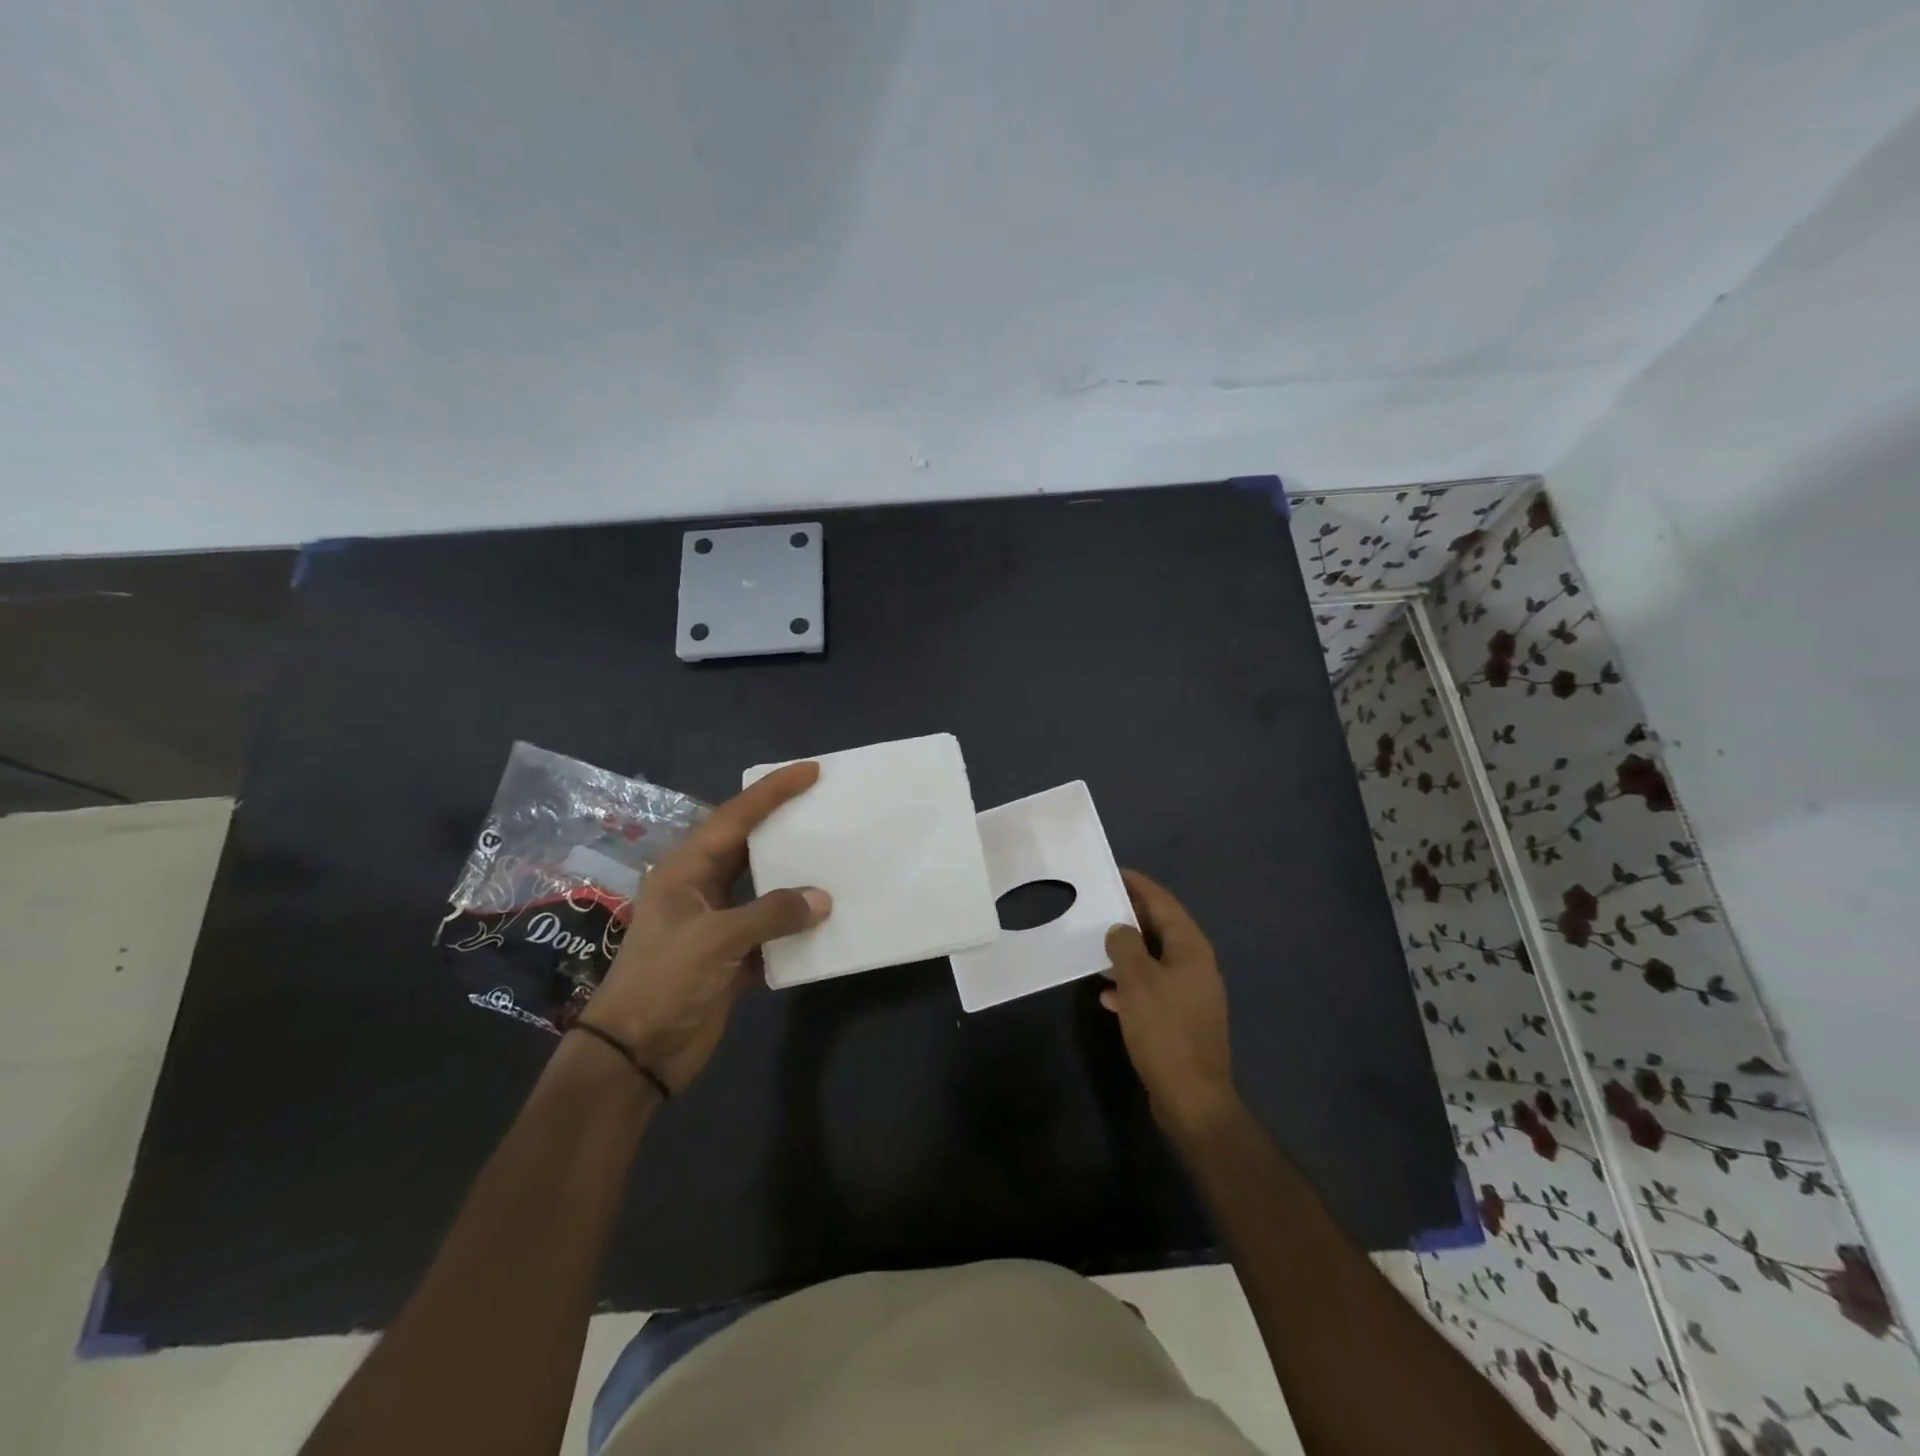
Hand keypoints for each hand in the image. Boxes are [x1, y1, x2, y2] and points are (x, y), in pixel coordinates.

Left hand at [581, 762, 830, 1092]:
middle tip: (825, 805)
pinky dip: (795, 922)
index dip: (772, 792)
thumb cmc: (664, 982)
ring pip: (762, 886)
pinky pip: (771, 928)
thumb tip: (822, 899)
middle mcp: (701, 888)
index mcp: (685, 870)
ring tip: (833, 853)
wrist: (635, 1054)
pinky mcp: (731, 956)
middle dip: (784, 824)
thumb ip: (771, 913)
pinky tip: (826, 916)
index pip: (734, 817)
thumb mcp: (715, 939)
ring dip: (794, 875)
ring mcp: (716, 923)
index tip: (809, 771)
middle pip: (748, 845)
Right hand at [1101, 869, 1238, 1136]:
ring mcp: (1191, 994)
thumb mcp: (1137, 981)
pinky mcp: (1182, 1019)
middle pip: (1161, 929)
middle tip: (1100, 906)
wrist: (1192, 1098)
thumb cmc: (1164, 1031)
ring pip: (1155, 960)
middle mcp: (1196, 966)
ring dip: (1128, 952)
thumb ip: (1125, 946)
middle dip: (1131, 918)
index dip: (1139, 886)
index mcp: (1192, 949)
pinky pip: (1153, 988)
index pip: (1164, 904)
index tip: (1114, 873)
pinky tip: (1107, 995)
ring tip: (1097, 946)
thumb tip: (1120, 929)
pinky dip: (1131, 985)